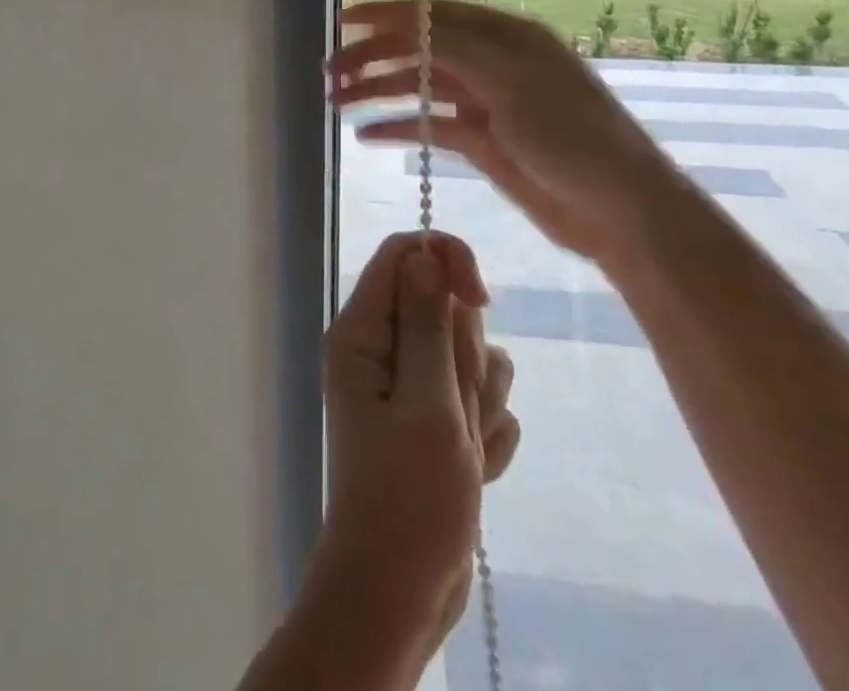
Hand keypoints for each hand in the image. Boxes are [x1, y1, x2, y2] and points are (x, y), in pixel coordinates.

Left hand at [313, 231, 519, 657]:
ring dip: (480, 398)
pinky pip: (479, 399)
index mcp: (364, 331)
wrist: (401, 594)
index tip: (481, 300)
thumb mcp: (428, 405)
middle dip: (466, 352)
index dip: (448, 262)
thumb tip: (425, 255)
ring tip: (460, 445)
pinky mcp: (435, 418)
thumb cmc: (409, 499)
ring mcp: (411, 384)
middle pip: (444, 303)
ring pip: (469, 352)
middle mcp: (383, 347)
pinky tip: (470, 468)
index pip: (406, 254)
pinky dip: (484, 431)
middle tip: (454, 405)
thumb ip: (430, 325)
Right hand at [330, 0, 684, 265]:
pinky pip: (430, 126)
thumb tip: (407, 22)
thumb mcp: (511, 78)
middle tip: (331, 74)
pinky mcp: (482, 141)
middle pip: (419, 51)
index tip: (342, 21)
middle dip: (373, 58)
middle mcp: (490, 62)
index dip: (385, 15)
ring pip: (419, 88)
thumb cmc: (568, 133)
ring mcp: (485, 103)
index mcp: (503, 35)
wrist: (618, 209)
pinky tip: (367, 135)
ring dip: (379, 91)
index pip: (433, 15)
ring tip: (338, 102)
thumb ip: (455, 46)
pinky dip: (399, 127)